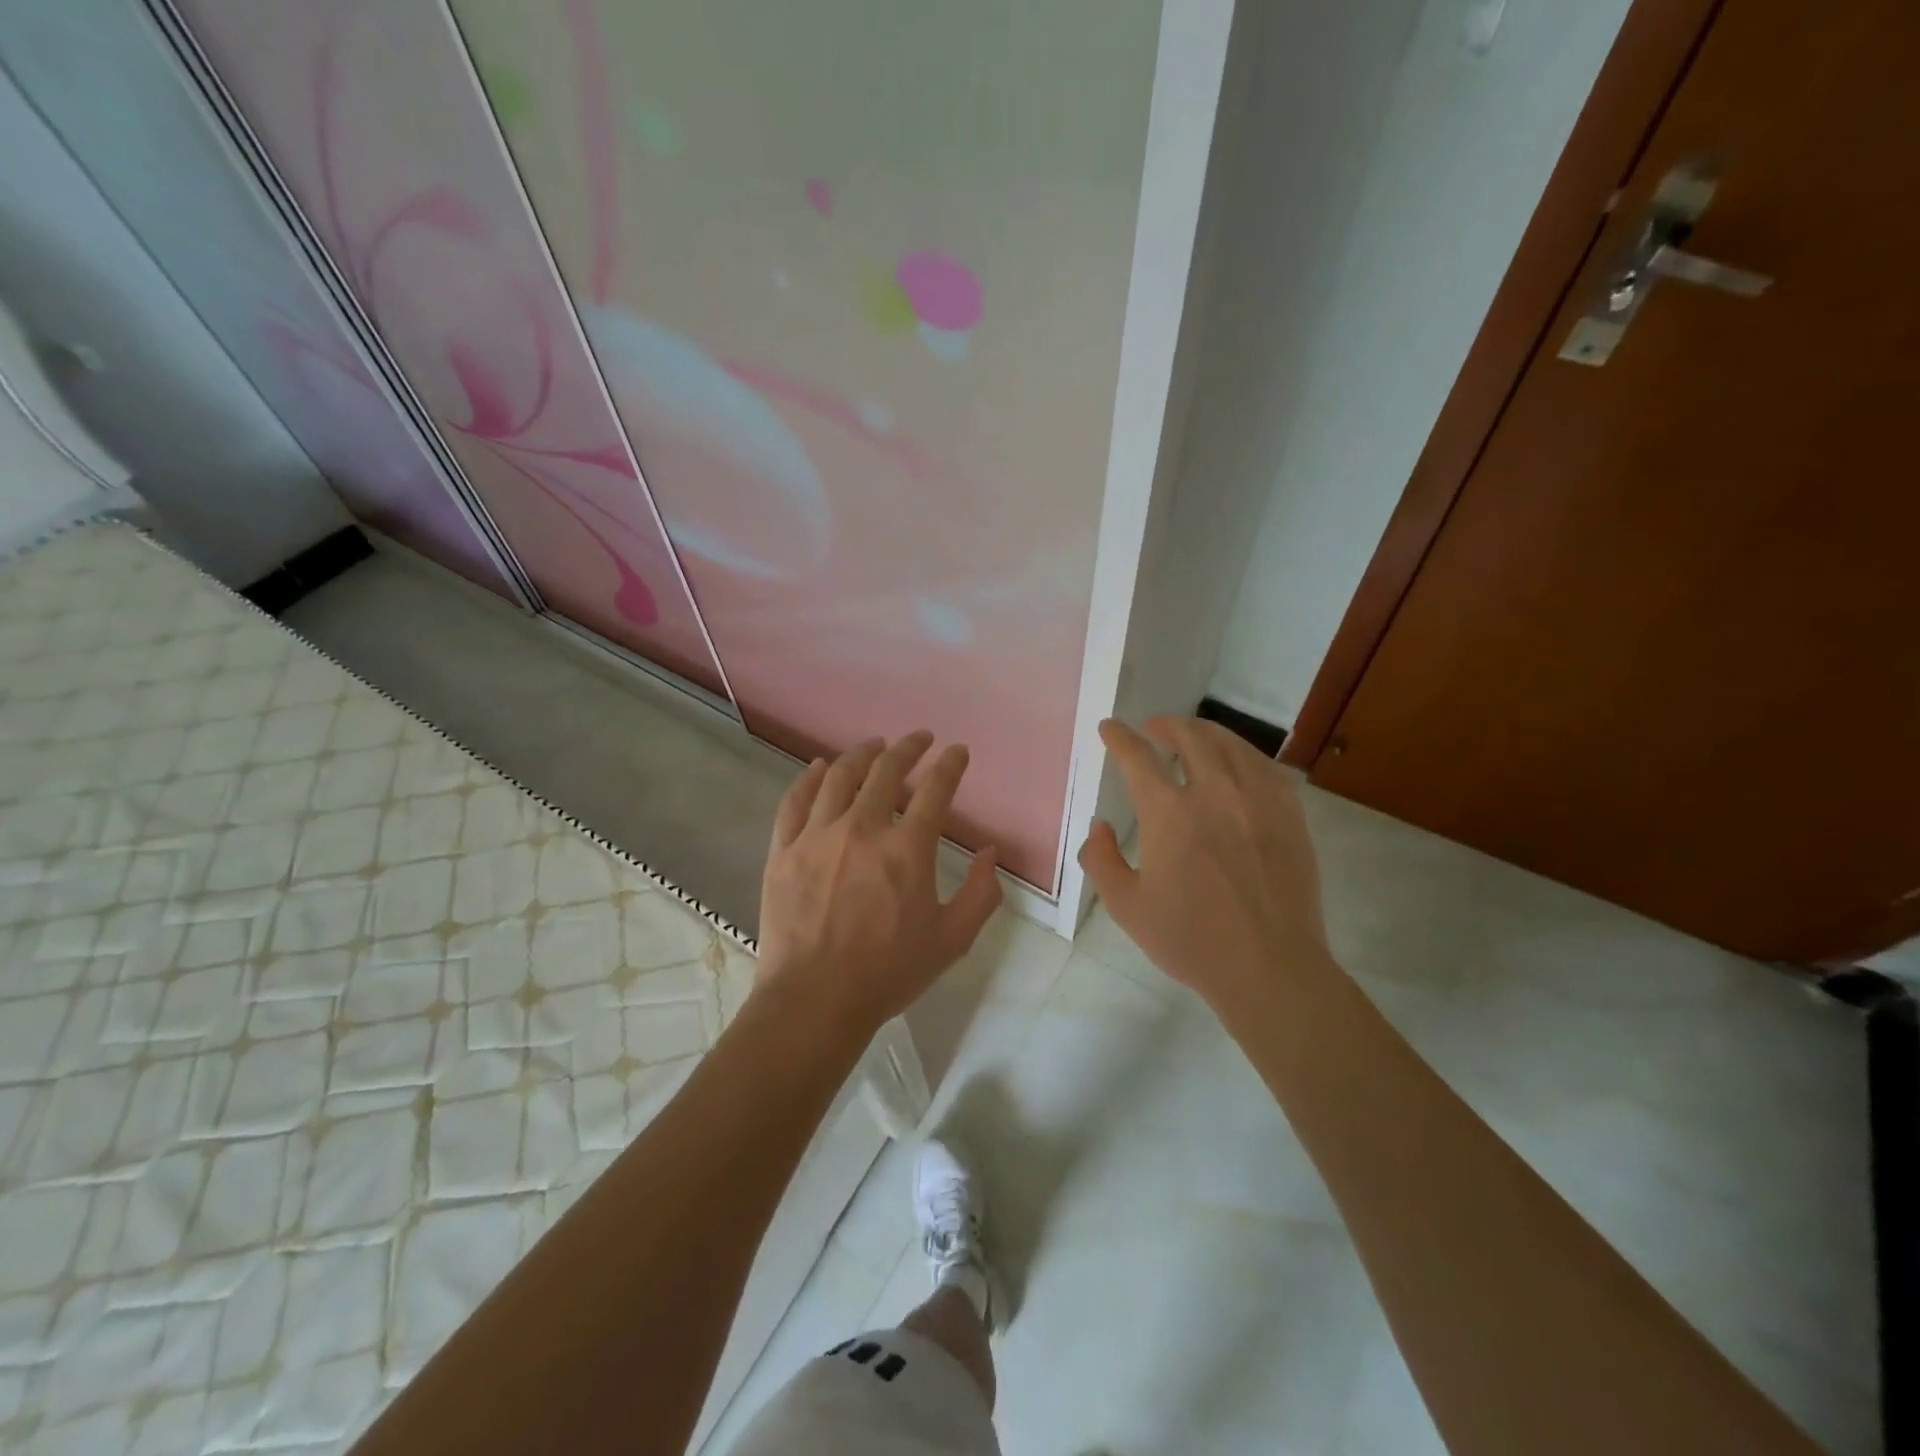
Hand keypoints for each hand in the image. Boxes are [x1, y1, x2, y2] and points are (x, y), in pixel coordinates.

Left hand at [757, 732, 1002, 1037]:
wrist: (814, 1001)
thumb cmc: (888, 973)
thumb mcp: (952, 940)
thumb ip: (981, 893)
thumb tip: (988, 852)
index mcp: (907, 849)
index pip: (936, 789)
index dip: (950, 764)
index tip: (957, 752)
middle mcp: (863, 828)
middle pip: (886, 770)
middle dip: (908, 747)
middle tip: (919, 739)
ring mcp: (817, 836)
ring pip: (840, 776)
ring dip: (862, 754)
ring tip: (874, 745)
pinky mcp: (784, 850)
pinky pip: (795, 801)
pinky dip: (810, 778)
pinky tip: (820, 768)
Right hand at [1078, 716, 1330, 1012]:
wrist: (1269, 967)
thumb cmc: (1191, 940)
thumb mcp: (1126, 906)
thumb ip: (1101, 859)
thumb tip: (1100, 826)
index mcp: (1168, 813)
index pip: (1138, 756)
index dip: (1119, 737)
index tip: (1109, 728)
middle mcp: (1214, 792)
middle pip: (1189, 736)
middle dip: (1165, 725)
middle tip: (1153, 729)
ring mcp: (1258, 799)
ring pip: (1230, 744)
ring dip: (1204, 732)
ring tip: (1192, 737)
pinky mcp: (1290, 814)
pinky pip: (1265, 766)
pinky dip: (1243, 754)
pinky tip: (1237, 763)